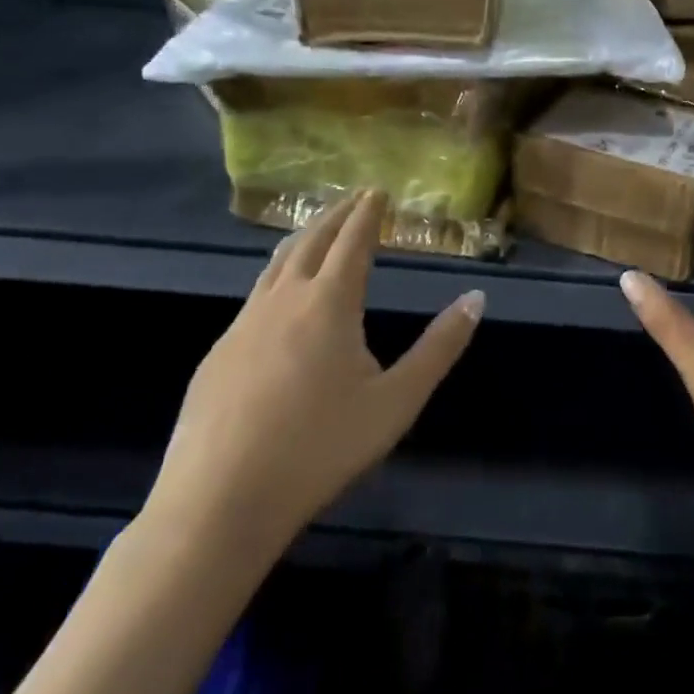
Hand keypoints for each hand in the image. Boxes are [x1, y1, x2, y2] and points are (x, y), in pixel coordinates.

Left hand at [146, 190, 483, 566]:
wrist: (218, 502)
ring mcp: (242, 326)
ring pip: (275, 265)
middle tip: (353, 199)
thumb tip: (477, 298)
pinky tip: (280, 301)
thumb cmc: (320, 448)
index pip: (353, 241)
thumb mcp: (397, 401)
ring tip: (316, 233)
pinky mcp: (217, 355)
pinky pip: (254, 297)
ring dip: (302, 240)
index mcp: (329, 303)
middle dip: (335, 216)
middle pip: (310, 241)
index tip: (378, 191)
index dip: (368, 213)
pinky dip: (277, 277)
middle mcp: (283, 300)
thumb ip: (440, 347)